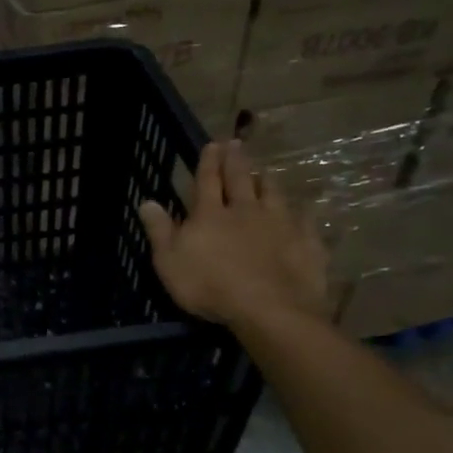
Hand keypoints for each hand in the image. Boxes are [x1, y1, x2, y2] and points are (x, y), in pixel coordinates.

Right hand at [137, 140, 329, 333]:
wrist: (269, 309)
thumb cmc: (210, 287)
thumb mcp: (169, 262)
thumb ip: (159, 231)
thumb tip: (147, 202)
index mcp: (210, 215)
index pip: (207, 181)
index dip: (208, 162)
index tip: (212, 144)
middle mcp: (245, 210)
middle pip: (240, 179)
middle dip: (236, 161)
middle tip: (236, 143)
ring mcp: (279, 224)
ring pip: (273, 194)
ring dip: (267, 180)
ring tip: (265, 171)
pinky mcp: (305, 243)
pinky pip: (304, 221)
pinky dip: (300, 213)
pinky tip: (302, 211)